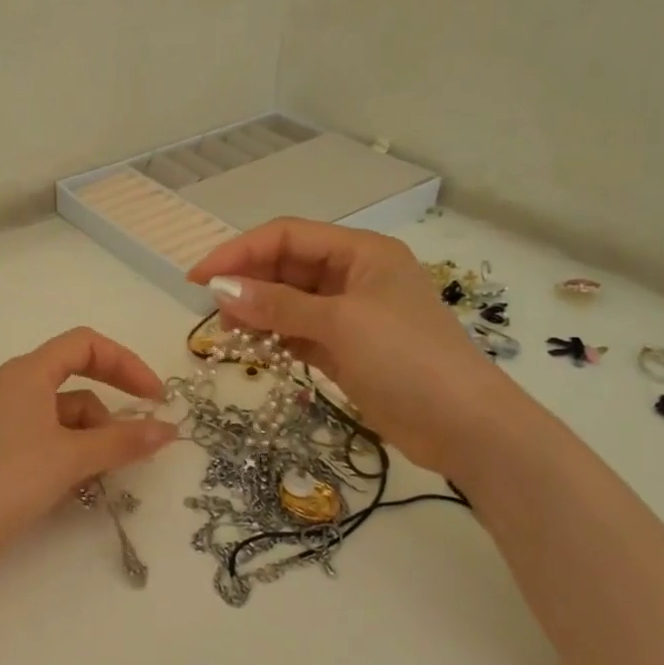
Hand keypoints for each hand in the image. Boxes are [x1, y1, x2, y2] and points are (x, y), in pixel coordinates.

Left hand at [0, 327, 177, 575]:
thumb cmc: (6, 480)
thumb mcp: (71, 457)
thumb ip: (123, 441)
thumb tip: (169, 429)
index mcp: (28, 372)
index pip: (85, 345)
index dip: (125, 363)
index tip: (156, 397)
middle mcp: (16, 389)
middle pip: (78, 382)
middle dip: (112, 411)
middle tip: (140, 442)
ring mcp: (6, 423)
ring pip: (66, 418)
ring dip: (94, 440)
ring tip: (105, 475)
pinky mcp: (1, 455)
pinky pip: (50, 442)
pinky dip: (73, 457)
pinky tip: (81, 486)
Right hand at [188, 218, 530, 474]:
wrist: (464, 427)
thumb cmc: (406, 360)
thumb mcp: (340, 324)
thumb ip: (277, 305)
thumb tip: (220, 288)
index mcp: (361, 252)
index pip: (287, 236)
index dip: (240, 252)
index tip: (199, 277)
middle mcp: (354, 276)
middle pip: (286, 267)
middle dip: (247, 284)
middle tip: (212, 312)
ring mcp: (351, 314)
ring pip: (289, 302)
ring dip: (257, 313)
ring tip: (228, 335)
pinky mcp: (347, 349)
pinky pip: (299, 332)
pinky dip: (275, 338)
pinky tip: (254, 349)